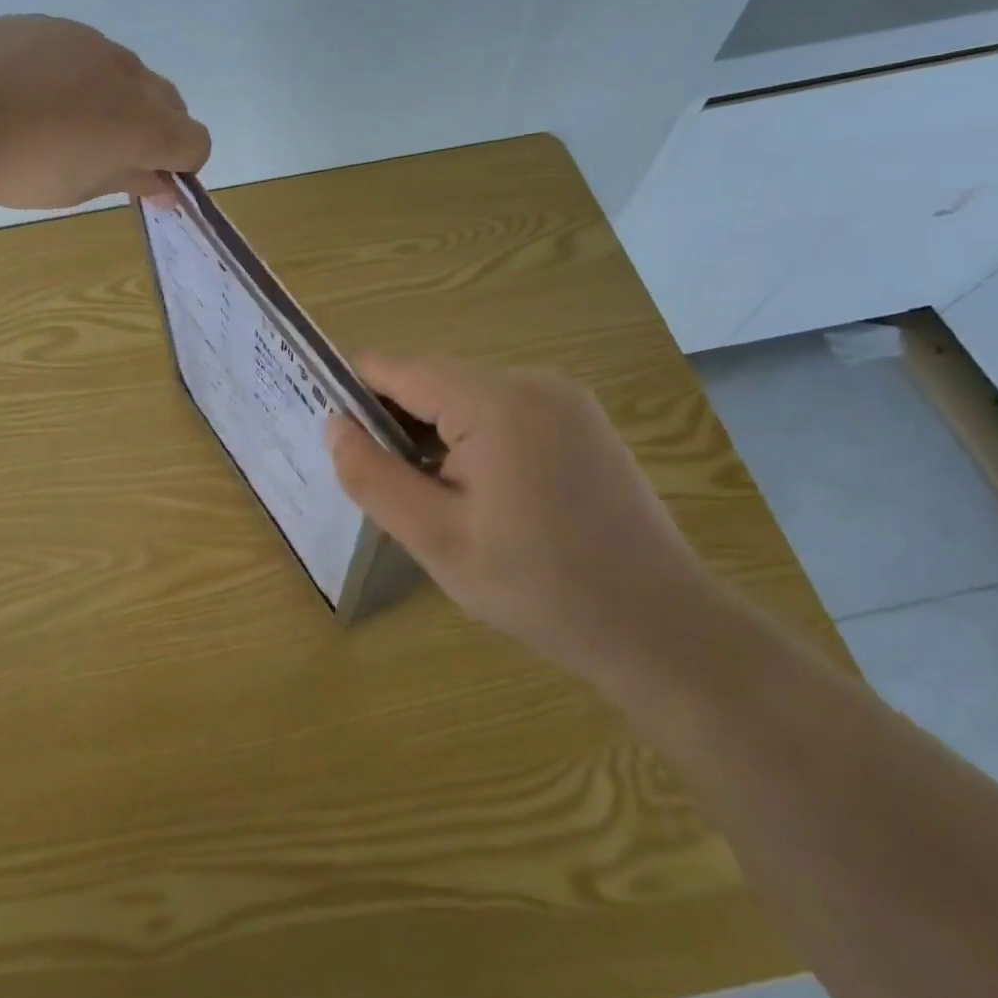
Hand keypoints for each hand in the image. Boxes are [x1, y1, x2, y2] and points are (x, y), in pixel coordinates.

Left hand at [0, 15, 210, 209]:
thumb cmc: (12, 169)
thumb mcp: (77, 189)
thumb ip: (130, 180)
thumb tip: (166, 185)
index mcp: (142, 124)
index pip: (196, 141)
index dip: (182, 166)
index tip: (149, 179)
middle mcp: (129, 74)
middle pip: (172, 103)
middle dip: (157, 132)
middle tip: (111, 155)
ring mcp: (91, 41)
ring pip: (130, 74)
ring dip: (120, 101)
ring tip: (64, 121)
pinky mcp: (54, 24)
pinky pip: (88, 52)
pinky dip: (82, 75)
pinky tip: (35, 93)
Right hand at [327, 353, 720, 690]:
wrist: (662, 630)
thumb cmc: (539, 588)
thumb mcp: (436, 540)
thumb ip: (373, 476)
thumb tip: (334, 425)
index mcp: (494, 401)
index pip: (396, 367)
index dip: (354, 395)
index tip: (339, 442)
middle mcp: (533, 381)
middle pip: (433, 379)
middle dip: (398, 423)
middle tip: (392, 490)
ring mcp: (566, 398)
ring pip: (467, 396)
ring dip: (437, 435)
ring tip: (438, 501)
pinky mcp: (583, 420)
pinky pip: (505, 411)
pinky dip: (476, 439)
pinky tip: (487, 496)